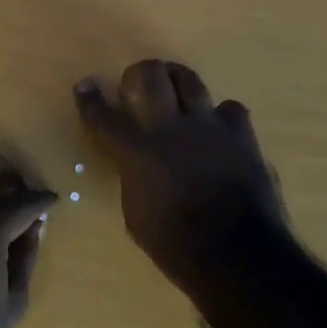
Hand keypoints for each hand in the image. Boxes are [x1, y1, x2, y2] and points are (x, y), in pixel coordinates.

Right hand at [75, 60, 284, 291]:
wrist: (237, 254)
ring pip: (189, 80)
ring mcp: (209, 126)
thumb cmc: (176, 245)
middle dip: (138, 73)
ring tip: (175, 86)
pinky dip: (220, 116)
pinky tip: (219, 128)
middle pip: (150, 76)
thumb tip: (138, 165)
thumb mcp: (136, 214)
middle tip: (137, 82)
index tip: (85, 85)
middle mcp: (170, 127)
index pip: (104, 116)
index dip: (90, 99)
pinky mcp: (242, 134)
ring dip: (177, 80)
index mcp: (138, 151)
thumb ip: (134, 177)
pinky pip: (229, 109)